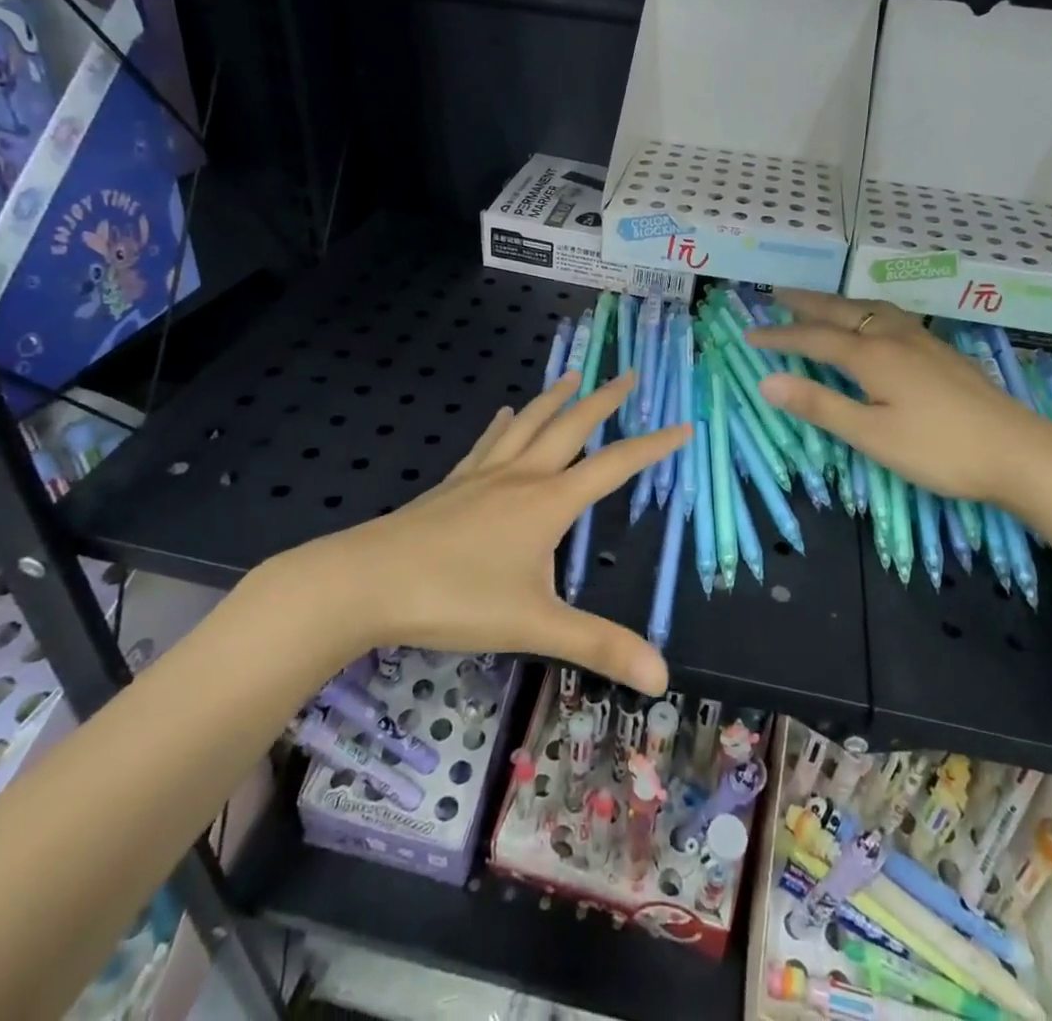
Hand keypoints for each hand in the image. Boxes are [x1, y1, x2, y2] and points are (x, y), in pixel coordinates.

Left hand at [317, 373, 686, 695]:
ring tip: (573, 375)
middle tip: (628, 374)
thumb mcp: (536, 626)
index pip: (615, 466)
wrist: (368, 581)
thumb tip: (663, 678)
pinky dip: (503, 425)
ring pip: (528, 425)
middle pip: (571, 426)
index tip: (683, 425)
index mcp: (550, 502)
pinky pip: (487, 443)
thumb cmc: (456, 600)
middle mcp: (522, 476)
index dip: (653, 446)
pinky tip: (505, 414)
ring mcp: (483, 476)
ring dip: (554, 399)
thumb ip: (599, 647)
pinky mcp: (453, 484)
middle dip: (604, 400)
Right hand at [744, 289, 1051, 505]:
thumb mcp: (871, 434)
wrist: (1019, 452)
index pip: (813, 338)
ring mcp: (922, 341)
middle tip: (778, 295)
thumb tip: (767, 381)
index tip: (749, 334)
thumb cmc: (938, 449)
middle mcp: (894, 337)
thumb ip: (819, 404)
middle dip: (807, 304)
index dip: (780, 336)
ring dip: (839, 303)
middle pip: (842, 312)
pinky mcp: (941, 352)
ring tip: (822, 303)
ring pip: (871, 309)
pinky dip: (866, 311)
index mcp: (872, 356)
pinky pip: (892, 316)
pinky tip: (876, 324)